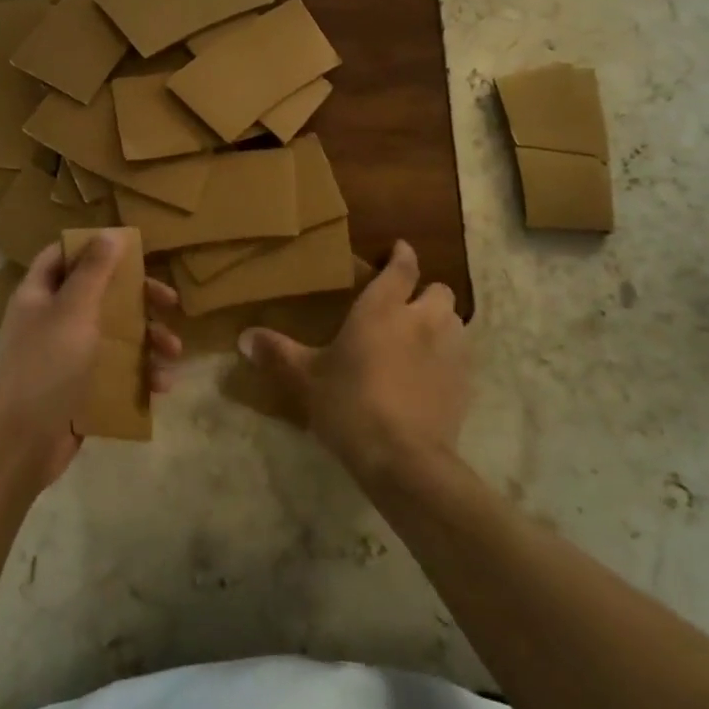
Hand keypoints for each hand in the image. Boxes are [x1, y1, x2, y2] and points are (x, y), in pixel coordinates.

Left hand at [0, 235, 183, 489]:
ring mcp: (66, 358)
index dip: (94, 249)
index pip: (64, 256)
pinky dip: (139, 375)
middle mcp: (52, 321)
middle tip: (171, 303)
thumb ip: (94, 271)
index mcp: (40, 295)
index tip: (133, 251)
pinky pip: (115, 373)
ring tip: (174, 353)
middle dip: (138, 300)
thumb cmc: (44, 366)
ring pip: (114, 337)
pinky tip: (162, 385)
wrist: (18, 445)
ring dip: (147, 341)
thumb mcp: (73, 311)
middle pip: (100, 296)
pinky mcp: (80, 391)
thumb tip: (110, 233)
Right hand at [237, 240, 468, 482]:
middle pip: (437, 290)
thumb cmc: (350, 405)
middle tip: (403, 310)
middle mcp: (422, 319)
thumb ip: (278, 353)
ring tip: (418, 342)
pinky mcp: (465, 382)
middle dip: (424, 294)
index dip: (401, 255)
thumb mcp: (306, 379)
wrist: (403, 459)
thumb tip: (243, 338)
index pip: (402, 267)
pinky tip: (428, 378)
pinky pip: (461, 356)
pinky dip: (448, 358)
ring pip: (454, 321)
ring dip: (439, 324)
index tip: (398, 250)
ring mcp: (450, 350)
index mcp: (383, 309)